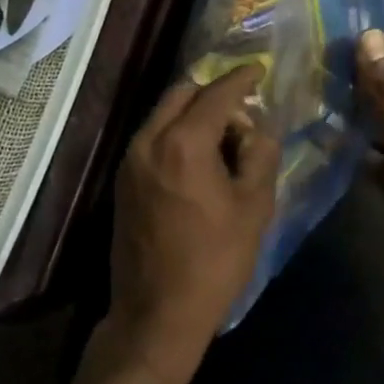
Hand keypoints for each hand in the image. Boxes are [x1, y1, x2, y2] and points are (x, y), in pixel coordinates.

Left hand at [102, 66, 281, 383]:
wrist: (156, 314)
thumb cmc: (214, 262)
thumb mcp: (253, 207)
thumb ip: (260, 154)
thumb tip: (257, 126)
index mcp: (184, 144)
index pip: (216, 94)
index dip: (241, 78)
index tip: (259, 69)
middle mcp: (150, 141)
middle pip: (183, 93)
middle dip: (214, 94)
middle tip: (244, 113)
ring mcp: (131, 159)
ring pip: (165, 113)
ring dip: (195, 113)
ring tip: (226, 141)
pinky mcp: (123, 179)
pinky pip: (154, 136)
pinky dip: (178, 132)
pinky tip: (200, 159)